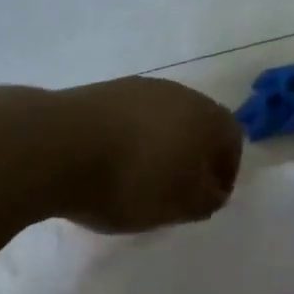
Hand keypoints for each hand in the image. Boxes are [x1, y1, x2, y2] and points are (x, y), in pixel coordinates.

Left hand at [53, 77, 242, 233]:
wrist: (61, 144)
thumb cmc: (132, 179)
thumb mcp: (179, 204)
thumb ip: (206, 198)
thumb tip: (213, 189)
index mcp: (206, 116)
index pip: (232, 138)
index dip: (226, 171)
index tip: (207, 200)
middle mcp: (181, 93)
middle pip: (199, 123)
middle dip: (193, 156)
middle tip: (176, 191)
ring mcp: (142, 88)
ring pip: (165, 119)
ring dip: (161, 146)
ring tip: (139, 180)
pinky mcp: (108, 92)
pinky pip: (133, 118)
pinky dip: (131, 140)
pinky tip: (112, 164)